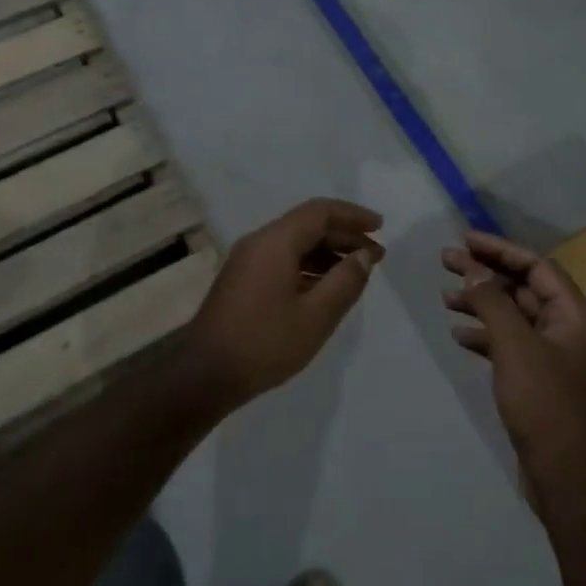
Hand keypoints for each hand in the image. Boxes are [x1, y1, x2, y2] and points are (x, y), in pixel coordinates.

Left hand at [188, 199, 384, 404]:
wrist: (205, 374)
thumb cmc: (264, 343)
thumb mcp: (315, 316)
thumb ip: (345, 282)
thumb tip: (363, 255)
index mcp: (275, 242)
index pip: (319, 212)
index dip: (352, 216)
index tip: (379, 227)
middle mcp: (259, 242)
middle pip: (306, 225)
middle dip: (343, 235)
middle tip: (375, 255)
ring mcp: (247, 261)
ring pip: (294, 243)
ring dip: (327, 252)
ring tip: (356, 272)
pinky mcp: (242, 280)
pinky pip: (282, 260)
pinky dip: (308, 266)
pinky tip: (326, 288)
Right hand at [442, 232, 585, 513]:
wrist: (567, 475)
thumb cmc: (545, 403)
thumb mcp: (515, 345)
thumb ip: (493, 302)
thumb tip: (474, 268)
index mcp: (573, 314)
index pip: (536, 265)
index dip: (500, 249)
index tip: (465, 240)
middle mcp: (566, 329)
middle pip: (522, 287)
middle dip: (485, 273)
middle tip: (446, 261)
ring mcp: (552, 356)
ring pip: (513, 315)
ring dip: (481, 303)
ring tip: (446, 297)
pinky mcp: (538, 380)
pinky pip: (509, 344)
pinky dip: (484, 335)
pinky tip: (459, 336)